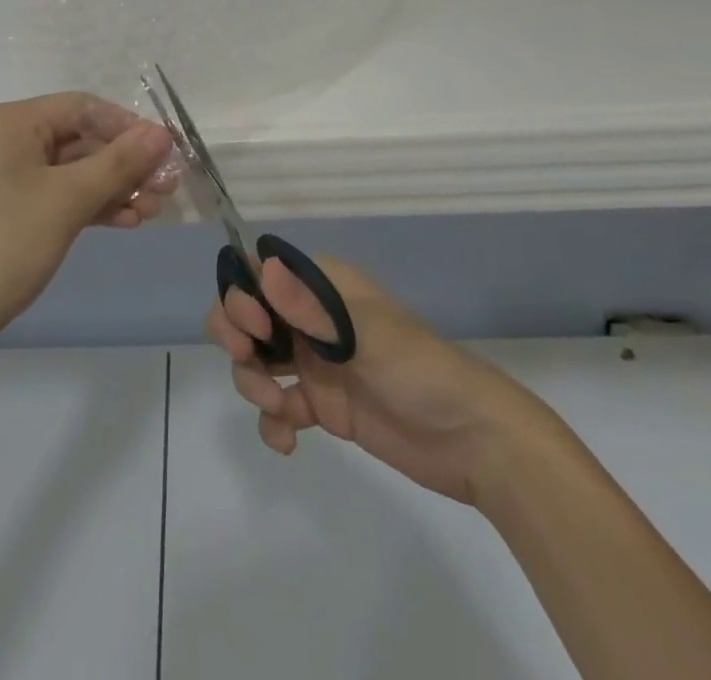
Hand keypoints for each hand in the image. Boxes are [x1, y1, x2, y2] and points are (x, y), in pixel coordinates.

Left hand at [0, 93, 175, 361]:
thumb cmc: (2, 245)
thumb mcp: (66, 201)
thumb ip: (118, 164)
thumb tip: (162, 133)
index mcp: (11, 121)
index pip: (82, 107)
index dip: (128, 127)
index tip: (168, 153)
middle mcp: (5, 138)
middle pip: (78, 138)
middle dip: (124, 163)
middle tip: (166, 190)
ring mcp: (3, 174)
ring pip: (70, 169)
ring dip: (112, 188)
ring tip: (152, 211)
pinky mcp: (5, 207)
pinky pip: (55, 193)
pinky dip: (88, 205)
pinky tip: (124, 222)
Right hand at [206, 255, 559, 507]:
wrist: (473, 442)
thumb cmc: (420, 371)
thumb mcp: (366, 335)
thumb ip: (311, 308)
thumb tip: (263, 267)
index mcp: (323, 287)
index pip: (261, 273)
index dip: (243, 294)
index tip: (255, 328)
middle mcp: (311, 318)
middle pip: (248, 314)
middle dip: (236, 336)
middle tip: (250, 361)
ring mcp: (314, 363)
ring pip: (256, 361)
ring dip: (254, 382)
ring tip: (281, 409)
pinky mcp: (321, 406)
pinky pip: (277, 406)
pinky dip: (272, 421)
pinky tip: (287, 441)